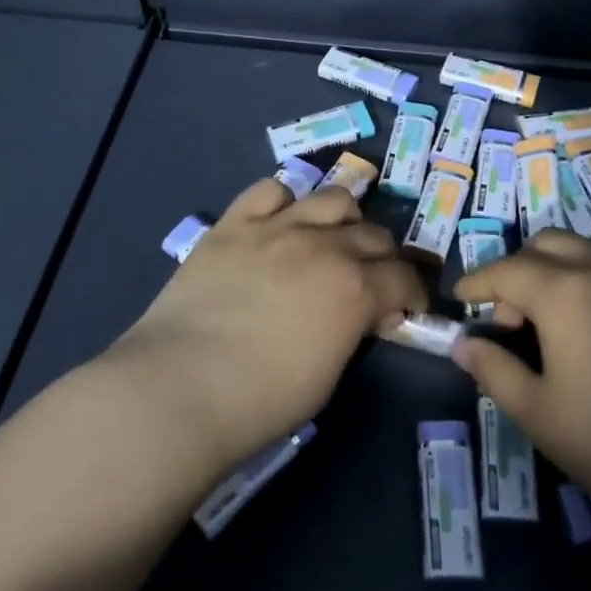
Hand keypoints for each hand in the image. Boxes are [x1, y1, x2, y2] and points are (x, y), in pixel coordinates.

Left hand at [113, 179, 426, 471]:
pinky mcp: (235, 223)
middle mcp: (324, 246)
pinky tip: (278, 224)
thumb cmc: (261, 401)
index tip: (405, 307)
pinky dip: (283, 203)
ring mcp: (277, 227)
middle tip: (370, 279)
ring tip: (330, 240)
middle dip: (382, 257)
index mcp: (355, 288)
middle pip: (374, 233)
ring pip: (332, 198)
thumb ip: (351, 329)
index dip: (412, 292)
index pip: (404, 277)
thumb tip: (359, 314)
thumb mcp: (328, 374)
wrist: (179, 388)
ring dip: (343, 219)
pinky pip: (270, 190)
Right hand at [453, 230, 590, 544]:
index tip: (460, 299)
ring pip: (589, 254)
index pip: (506, 270)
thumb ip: (494, 371)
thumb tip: (465, 344)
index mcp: (565, 292)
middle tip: (513, 319)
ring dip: (560, 274)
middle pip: (548, 244)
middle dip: (519, 268)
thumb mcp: (540, 415)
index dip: (477, 281)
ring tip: (558, 330)